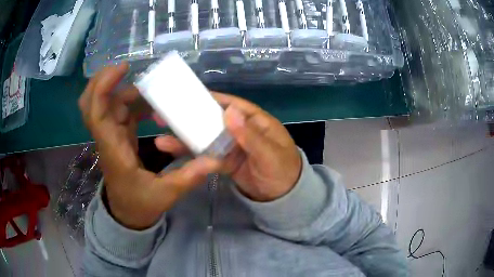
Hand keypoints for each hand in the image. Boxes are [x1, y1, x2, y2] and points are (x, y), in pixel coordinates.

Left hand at [79, 64, 220, 229]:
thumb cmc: (140, 205)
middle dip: (102, 80)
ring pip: (107, 104)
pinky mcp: (118, 137)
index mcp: (113, 149)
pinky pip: (120, 112)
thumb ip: (188, 177)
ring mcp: (111, 136)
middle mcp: (108, 137)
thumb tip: (214, 160)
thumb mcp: (166, 195)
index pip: (97, 112)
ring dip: (124, 90)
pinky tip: (151, 103)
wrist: (128, 215)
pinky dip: (133, 102)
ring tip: (150, 87)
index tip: (123, 68)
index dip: (104, 86)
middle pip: (91, 102)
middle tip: (124, 68)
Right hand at [155, 93, 301, 201]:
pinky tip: (174, 153)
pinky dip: (192, 155)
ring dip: (185, 137)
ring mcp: (231, 146)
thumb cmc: (283, 170)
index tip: (186, 96)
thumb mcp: (269, 154)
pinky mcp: (225, 161)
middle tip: (164, 115)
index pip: (230, 104)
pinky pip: (207, 156)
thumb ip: (250, 135)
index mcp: (254, 121)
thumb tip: (229, 111)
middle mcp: (240, 130)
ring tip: (161, 138)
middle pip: (212, 120)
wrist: (283, 198)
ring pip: (206, 138)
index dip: (209, 99)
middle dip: (190, 117)